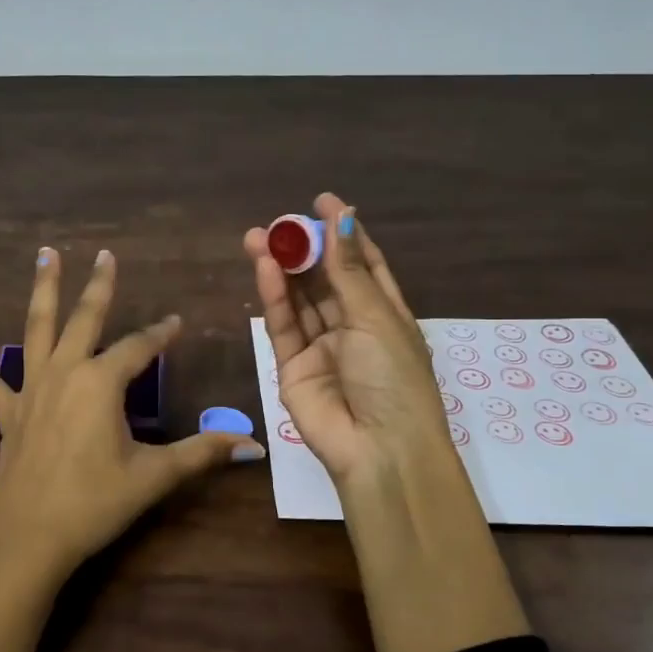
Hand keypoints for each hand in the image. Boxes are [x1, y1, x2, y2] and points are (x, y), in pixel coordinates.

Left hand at [0, 246, 266, 583]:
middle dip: (100, 286)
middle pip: (84, 318)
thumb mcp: (154, 476)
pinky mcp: (6, 411)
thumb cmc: (95, 503)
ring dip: (42, 290)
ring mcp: (29, 389)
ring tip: (46, 254)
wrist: (29, 537)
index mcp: (101, 383)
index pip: (139, 348)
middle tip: (106, 255)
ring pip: (35, 329)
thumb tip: (253, 446)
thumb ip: (202, 453)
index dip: (162, 334)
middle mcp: (64, 372)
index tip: (177, 322)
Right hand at [245, 195, 526, 651]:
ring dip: (282, 268)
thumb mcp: (376, 317)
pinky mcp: (292, 367)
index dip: (345, 233)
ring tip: (258, 236)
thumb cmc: (393, 378)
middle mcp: (352, 328)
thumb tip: (343, 215)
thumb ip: (348, 270)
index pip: (364, 265)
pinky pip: (282, 325)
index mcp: (386, 315)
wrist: (378, 450)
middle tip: (280, 222)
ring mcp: (321, 348)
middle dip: (304, 249)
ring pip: (298, 300)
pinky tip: (265, 267)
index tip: (323, 202)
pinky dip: (274, 297)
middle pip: (325, 279)